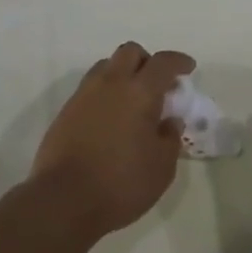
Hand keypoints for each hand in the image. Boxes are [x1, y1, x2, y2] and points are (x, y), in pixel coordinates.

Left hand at [30, 42, 196, 237]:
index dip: (178, 61)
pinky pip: (90, 87)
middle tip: (157, 84)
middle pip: (130, 52)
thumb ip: (170, 138)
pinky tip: (109, 118)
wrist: (63, 200)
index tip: (188, 68)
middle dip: (147, 61)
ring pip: (107, 66)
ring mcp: (85, 94)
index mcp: (140, 91)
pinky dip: (105, 93)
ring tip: (131, 100)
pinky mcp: (66, 110)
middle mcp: (111, 83)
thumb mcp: (161, 168)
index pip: (163, 62)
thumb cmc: (120, 184)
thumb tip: (170, 121)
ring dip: (123, 73)